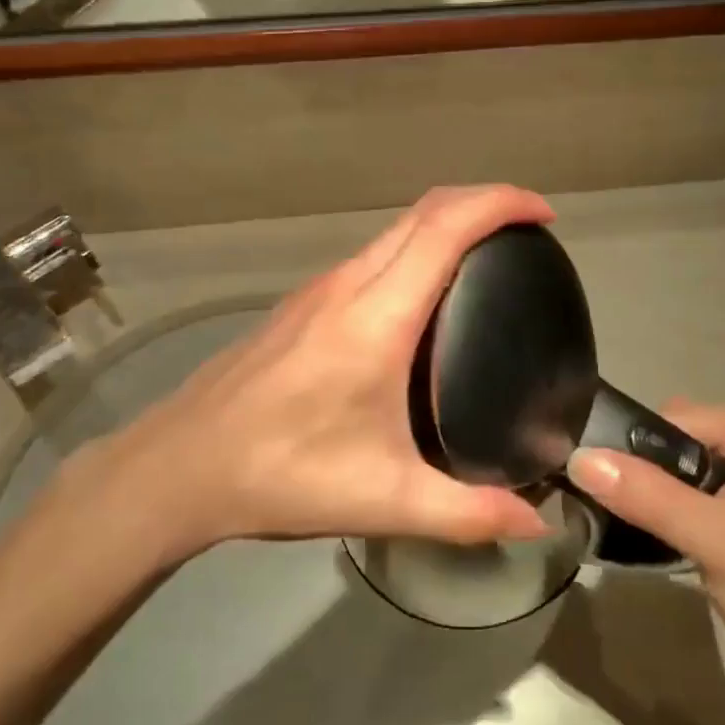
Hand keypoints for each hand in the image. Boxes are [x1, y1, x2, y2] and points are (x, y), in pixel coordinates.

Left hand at [60, 186, 555, 565]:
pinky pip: (372, 254)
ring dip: (445, 222)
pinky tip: (425, 296)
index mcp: (376, 318)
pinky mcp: (302, 303)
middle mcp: (348, 285)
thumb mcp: (384, 501)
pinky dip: (414, 247)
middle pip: (423, 212)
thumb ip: (468, 514)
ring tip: (489, 258)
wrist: (181, 465)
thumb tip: (538, 523)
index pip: (445, 229)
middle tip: (528, 230)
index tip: (543, 213)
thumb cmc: (283, 475)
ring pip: (394, 229)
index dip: (499, 204)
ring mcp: (319, 288)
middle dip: (482, 201)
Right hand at [567, 403, 724, 685]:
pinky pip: (695, 484)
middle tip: (631, 512)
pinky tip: (664, 531)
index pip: (676, 419)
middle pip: (677, 437)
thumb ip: (647, 495)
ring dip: (657, 489)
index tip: (610, 488)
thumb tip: (578, 458)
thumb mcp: (713, 540)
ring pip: (681, 462)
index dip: (638, 450)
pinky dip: (673, 503)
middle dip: (647, 471)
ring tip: (640, 523)